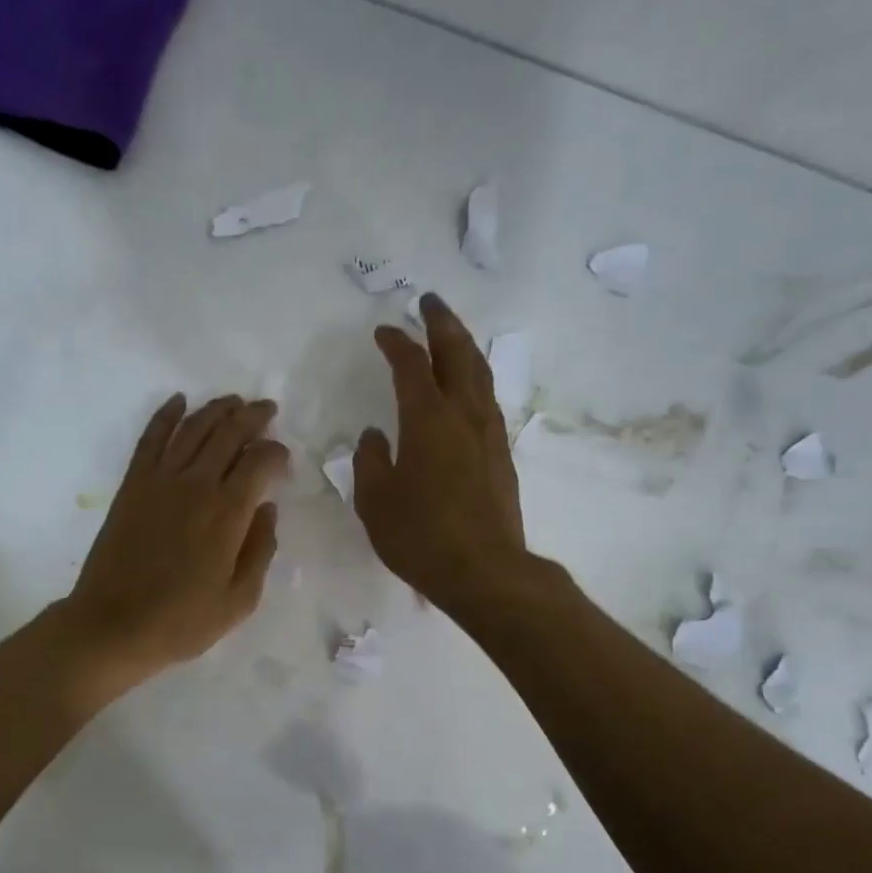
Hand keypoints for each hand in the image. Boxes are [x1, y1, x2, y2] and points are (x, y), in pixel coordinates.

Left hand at [62, 394, 288, 692]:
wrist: (113, 625)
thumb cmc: (182, 621)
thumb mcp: (239, 599)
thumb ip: (261, 549)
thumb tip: (267, 508)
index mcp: (228, 512)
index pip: (259, 461)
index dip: (276, 452)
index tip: (282, 458)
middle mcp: (196, 484)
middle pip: (228, 433)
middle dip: (252, 416)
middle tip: (267, 409)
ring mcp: (159, 480)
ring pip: (192, 427)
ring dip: (216, 409)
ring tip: (233, 401)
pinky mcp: (132, 484)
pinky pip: (151, 438)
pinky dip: (166, 414)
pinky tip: (178, 400)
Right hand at [354, 293, 525, 611]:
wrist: (484, 571)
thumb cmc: (420, 536)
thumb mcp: (375, 501)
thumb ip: (370, 461)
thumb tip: (374, 435)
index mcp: (427, 420)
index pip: (411, 366)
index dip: (396, 343)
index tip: (383, 332)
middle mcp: (463, 415)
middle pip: (457, 353)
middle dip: (442, 323)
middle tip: (429, 301)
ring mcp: (488, 433)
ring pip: (479, 373)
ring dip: (463, 346)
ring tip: (451, 334)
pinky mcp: (501, 453)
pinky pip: (488, 399)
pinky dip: (475, 378)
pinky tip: (468, 386)